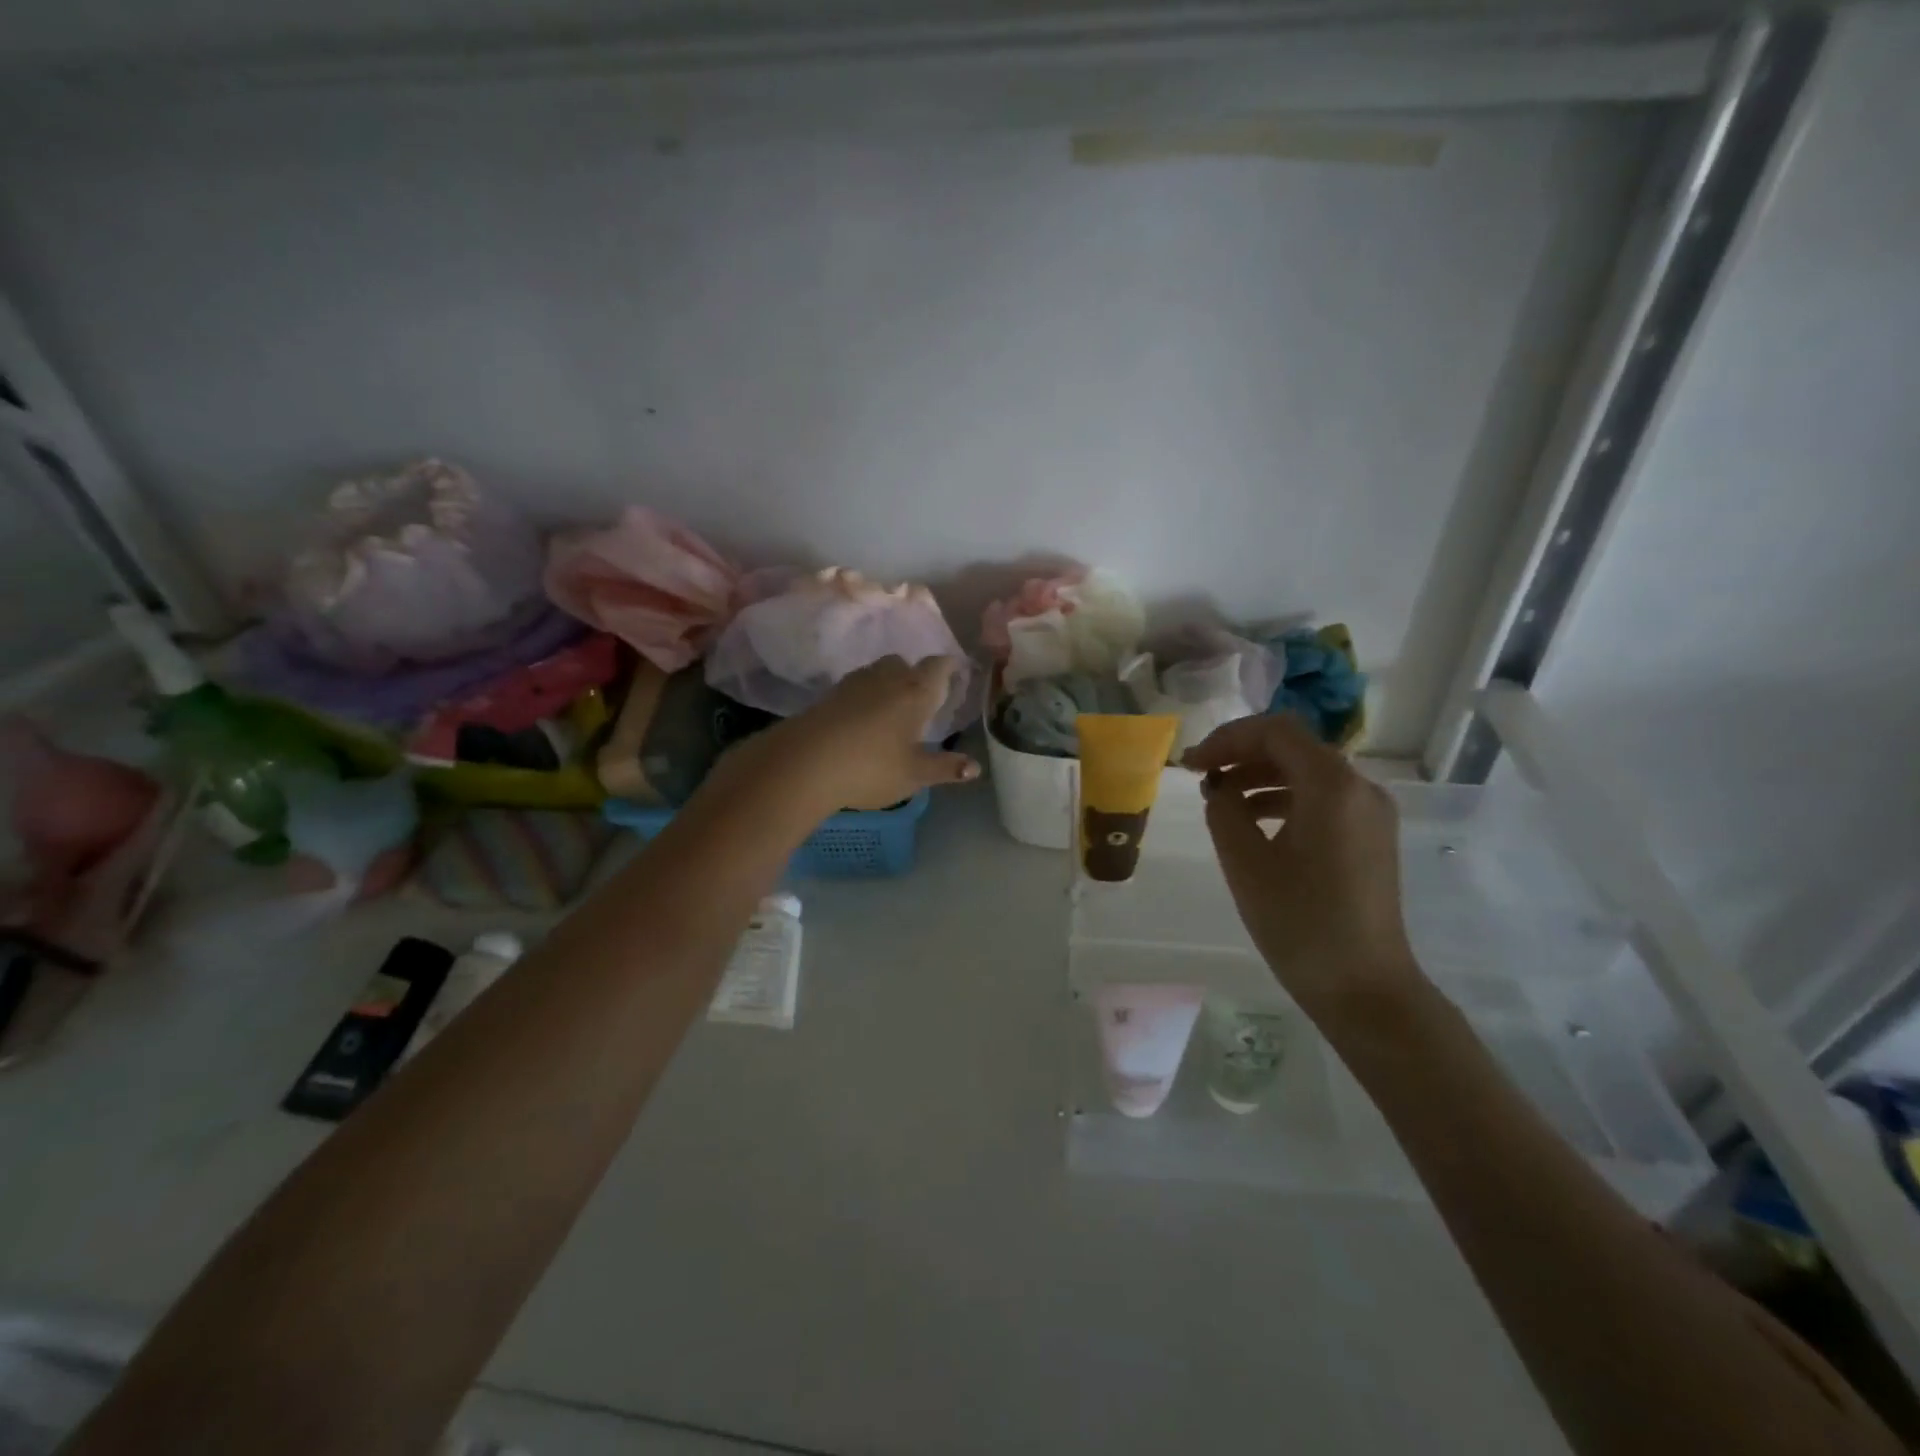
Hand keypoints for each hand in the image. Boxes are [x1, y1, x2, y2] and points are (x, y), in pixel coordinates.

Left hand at [733, 656, 979, 813]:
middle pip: (904, 664)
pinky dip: (864, 695)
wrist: (805, 762)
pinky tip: (862, 718)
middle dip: (914, 675)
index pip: (937, 667)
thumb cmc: (871, 767)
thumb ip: (945, 768)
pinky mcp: (828, 694)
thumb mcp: (914, 774)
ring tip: (891, 708)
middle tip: (921, 696)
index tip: (954, 671)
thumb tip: (975, 768)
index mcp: (915, 692)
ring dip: (888, 683)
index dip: (948, 667)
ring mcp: (854, 683)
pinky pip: (855, 686)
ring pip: (878, 672)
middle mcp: (887, 679)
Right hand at [1183, 713, 1425, 1025]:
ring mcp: (1370, 813)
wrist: (1365, 988)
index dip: (1227, 738)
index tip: (1192, 764)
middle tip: (1201, 776)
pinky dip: (1284, 798)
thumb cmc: (1300, 923)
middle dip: (1242, 754)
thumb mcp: (1245, 863)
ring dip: (1259, 775)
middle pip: (1294, 747)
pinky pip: (1322, 798)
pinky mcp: (1370, 837)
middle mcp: (1360, 788)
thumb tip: (1221, 789)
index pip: (1275, 731)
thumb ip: (1224, 811)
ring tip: (1220, 799)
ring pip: (1307, 772)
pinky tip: (1254, 822)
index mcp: (1332, 786)